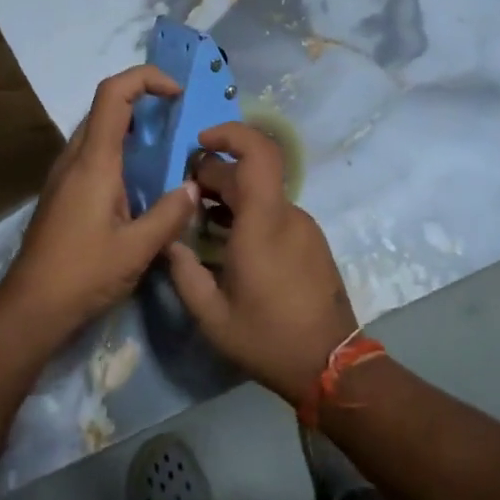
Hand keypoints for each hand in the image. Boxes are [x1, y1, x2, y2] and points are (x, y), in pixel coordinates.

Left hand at [0, 65, 200, 337]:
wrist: (31, 306)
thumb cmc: (83, 274)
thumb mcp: (137, 248)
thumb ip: (169, 214)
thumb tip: (192, 186)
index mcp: (94, 161)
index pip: (113, 94)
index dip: (145, 78)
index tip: (177, 93)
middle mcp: (75, 158)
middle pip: (105, 106)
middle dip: (143, 100)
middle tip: (179, 120)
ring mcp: (64, 174)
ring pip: (98, 130)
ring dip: (131, 127)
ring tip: (167, 149)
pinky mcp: (62, 192)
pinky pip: (92, 154)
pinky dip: (120, 150)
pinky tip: (140, 182)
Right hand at [165, 122, 356, 403]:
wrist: (332, 366)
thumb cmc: (267, 338)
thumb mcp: (211, 315)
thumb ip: (183, 271)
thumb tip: (168, 240)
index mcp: (264, 223)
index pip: (258, 153)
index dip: (230, 134)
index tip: (200, 143)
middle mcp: (288, 215)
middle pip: (251, 173)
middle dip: (215, 173)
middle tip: (185, 194)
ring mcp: (304, 227)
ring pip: (262, 193)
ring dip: (230, 195)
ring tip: (201, 219)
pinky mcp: (311, 242)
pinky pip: (275, 212)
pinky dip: (249, 213)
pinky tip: (228, 239)